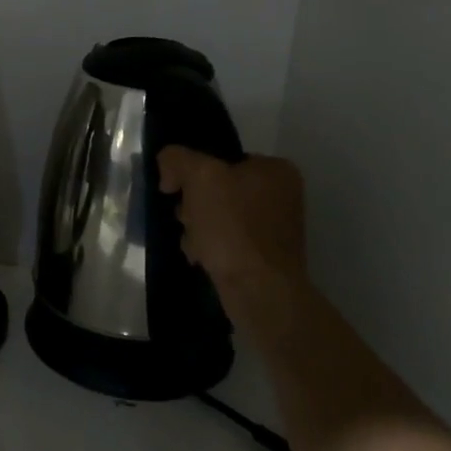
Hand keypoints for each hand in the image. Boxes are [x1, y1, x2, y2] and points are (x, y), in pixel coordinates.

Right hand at [157, 147, 307, 297]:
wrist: (259, 291)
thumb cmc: (233, 227)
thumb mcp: (200, 176)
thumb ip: (178, 159)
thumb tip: (169, 170)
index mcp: (276, 170)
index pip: (221, 159)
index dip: (193, 173)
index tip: (177, 191)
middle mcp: (281, 196)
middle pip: (218, 188)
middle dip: (195, 205)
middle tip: (188, 219)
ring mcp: (274, 229)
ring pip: (218, 216)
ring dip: (198, 228)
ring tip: (195, 244)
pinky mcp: (264, 257)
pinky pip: (226, 241)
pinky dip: (210, 248)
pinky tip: (203, 258)